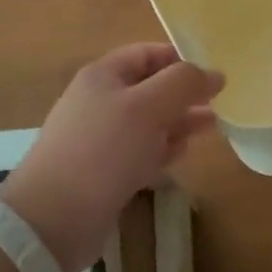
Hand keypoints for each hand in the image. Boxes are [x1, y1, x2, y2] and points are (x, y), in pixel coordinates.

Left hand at [0, 43, 223, 271]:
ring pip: (149, 122)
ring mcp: (101, 139)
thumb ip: (184, 83)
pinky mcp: (105, 172)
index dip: (181, 60)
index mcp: (103, 76)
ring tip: (211, 126)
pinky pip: (140, 152)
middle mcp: (100, 102)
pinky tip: (182, 153)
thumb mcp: (148, 106)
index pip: (148, 54)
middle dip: (184, 94)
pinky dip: (163, 149)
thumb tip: (215, 74)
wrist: (53, 218)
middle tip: (218, 103)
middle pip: (150, 88)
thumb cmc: (103, 150)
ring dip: (179, 122)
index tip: (213, 75)